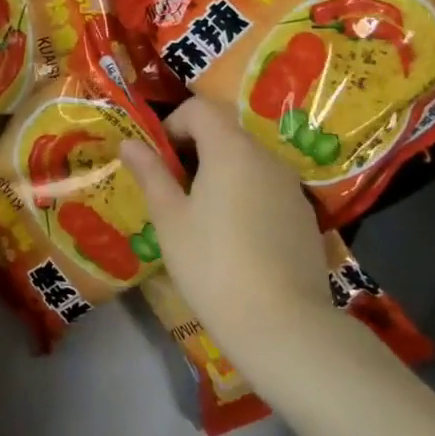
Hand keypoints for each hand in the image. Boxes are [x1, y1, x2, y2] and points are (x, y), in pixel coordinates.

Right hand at [120, 97, 331, 350]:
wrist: (284, 326)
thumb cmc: (213, 264)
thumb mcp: (170, 218)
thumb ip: (151, 173)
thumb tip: (129, 142)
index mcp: (230, 149)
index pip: (199, 109)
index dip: (172, 124)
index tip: (157, 160)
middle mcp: (266, 157)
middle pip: (225, 133)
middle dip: (194, 151)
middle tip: (171, 191)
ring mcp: (291, 187)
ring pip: (247, 162)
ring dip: (220, 174)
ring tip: (201, 217)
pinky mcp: (305, 217)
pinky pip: (267, 189)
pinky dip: (245, 197)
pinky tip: (236, 240)